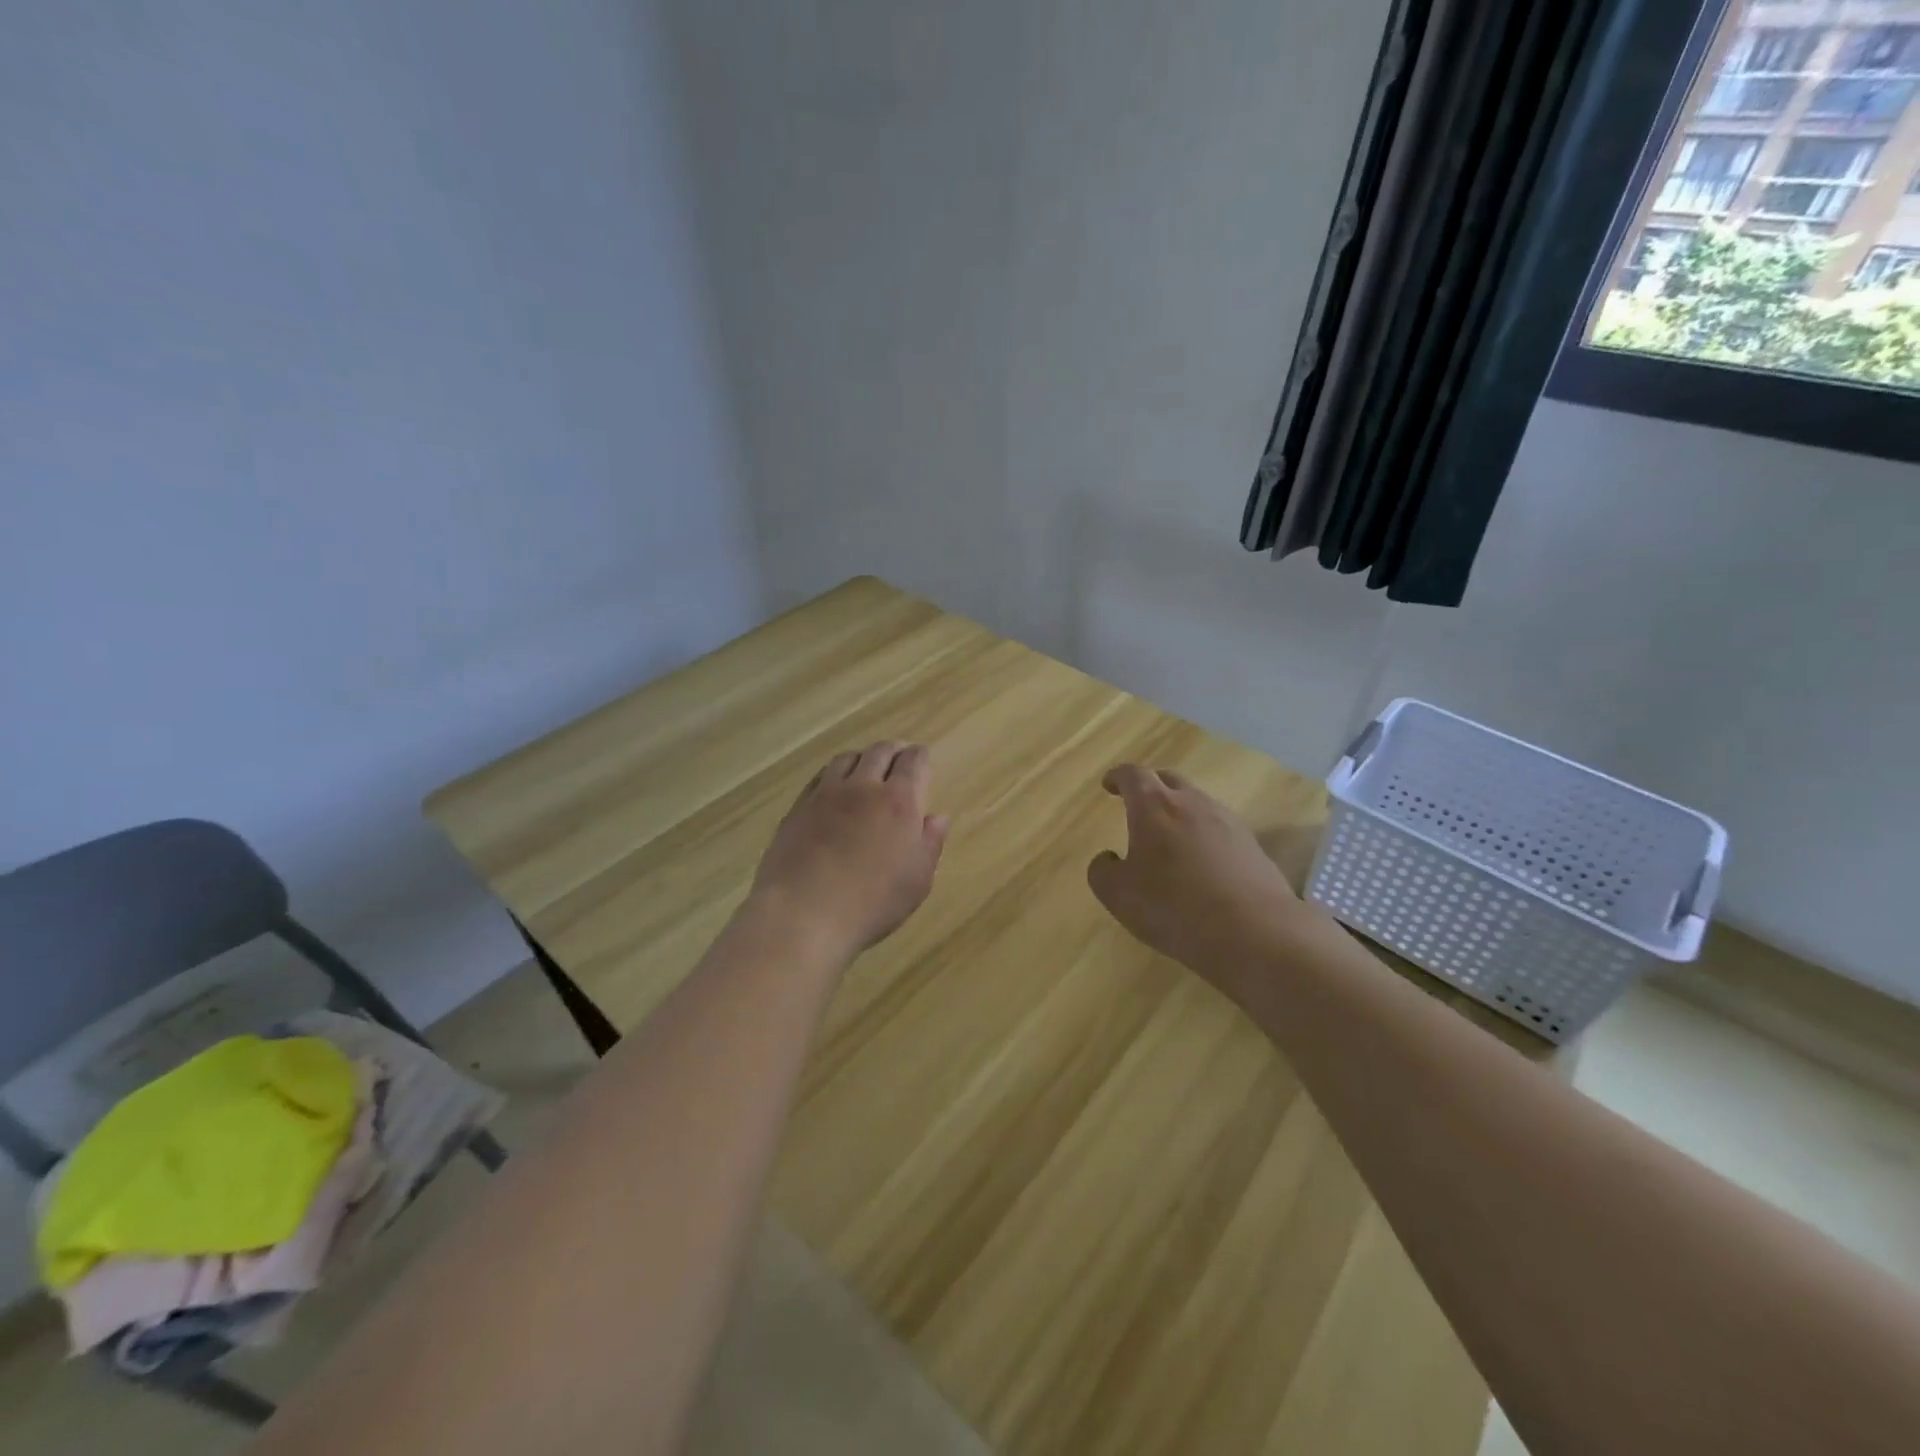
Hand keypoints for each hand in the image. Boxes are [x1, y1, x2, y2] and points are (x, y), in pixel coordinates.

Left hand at [748, 742, 950, 961]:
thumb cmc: (870, 903)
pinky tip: (834, 788)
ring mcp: (826, 794)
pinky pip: (820, 776)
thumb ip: (930, 843)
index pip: (914, 762)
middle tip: (899, 758)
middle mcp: (863, 787)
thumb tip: (938, 816)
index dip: (921, 757)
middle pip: (880, 752)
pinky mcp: (798, 807)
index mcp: (899, 802)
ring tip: (867, 769)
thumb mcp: (916, 881)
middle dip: (894, 751)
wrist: (802, 915)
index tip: (923, 760)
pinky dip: (834, 774)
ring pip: (847, 758)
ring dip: (862, 758)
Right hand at [1087, 765, 1308, 985]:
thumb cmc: (1174, 908)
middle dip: (1151, 787)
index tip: (1109, 784)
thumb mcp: (1119, 895)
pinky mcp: (1252, 845)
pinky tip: (1201, 863)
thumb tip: (1108, 858)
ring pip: (1197, 803)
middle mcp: (1192, 803)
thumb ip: (1103, 871)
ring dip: (1180, 811)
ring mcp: (1227, 821)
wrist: (1254, 933)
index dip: (1118, 777)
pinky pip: (1220, 828)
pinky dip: (1203, 835)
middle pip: (1169, 780)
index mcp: (1154, 807)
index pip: (1133, 776)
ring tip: (1170, 837)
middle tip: (1138, 804)